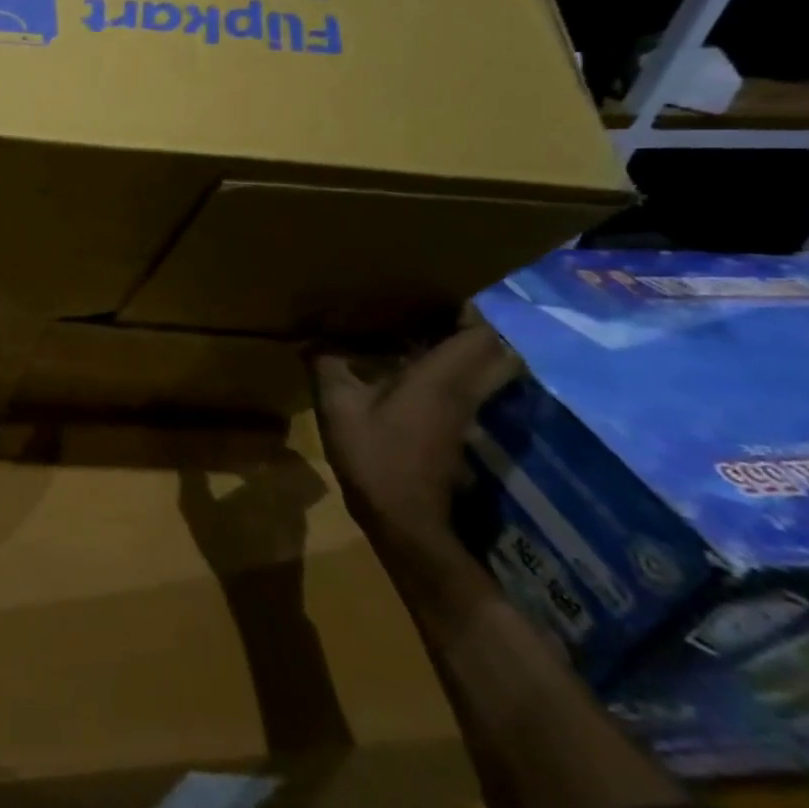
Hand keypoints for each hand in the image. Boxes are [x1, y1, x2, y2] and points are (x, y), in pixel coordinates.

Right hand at [311, 324, 519, 554]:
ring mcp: (464, 413)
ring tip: (418, 330)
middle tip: (434, 310)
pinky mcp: (455, 428)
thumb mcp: (338, 405)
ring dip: (463, 347)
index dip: (469, 308)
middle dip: (475, 325)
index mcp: (441, 379)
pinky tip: (407, 366)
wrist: (403, 517)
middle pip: (497, 351)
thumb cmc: (374, 456)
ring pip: (484, 370)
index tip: (438, 291)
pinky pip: (466, 386)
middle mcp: (463, 391)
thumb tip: (311, 339)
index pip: (481, 335)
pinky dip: (449, 369)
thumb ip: (327, 366)